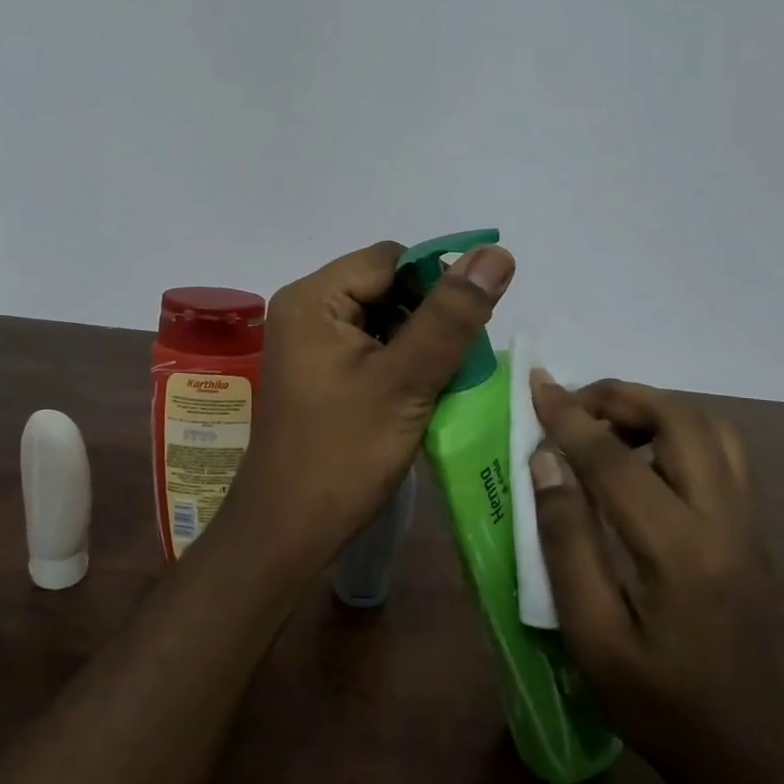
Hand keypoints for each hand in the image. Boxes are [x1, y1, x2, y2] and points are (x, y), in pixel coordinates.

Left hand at [219, 240, 513, 579]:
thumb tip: (495, 253)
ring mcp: (308, 342)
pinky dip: (399, 361)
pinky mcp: (317, 371)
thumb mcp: (406, 380)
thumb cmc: (343, 454)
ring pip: (381, 318)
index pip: (392, 259)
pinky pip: (368, 346)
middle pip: (385, 285)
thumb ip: (451, 316)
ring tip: (439, 381)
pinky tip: (417, 393)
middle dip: (428, 316)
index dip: (437, 284)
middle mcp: (305, 309)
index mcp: (313, 298)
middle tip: (455, 363)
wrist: (288, 530)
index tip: (468, 329)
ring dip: (418, 341)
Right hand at [528, 375, 783, 774]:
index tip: (536, 385)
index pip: (615, 460)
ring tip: (606, 426)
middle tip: (572, 407)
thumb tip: (546, 462)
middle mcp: (725, 521)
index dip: (570, 417)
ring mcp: (749, 522)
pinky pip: (723, 452)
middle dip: (620, 398)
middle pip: (681, 421)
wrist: (748, 750)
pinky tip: (644, 458)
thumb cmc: (656, 702)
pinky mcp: (754, 529)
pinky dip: (679, 431)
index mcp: (678, 551)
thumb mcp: (590, 635)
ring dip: (655, 409)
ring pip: (711, 428)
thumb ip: (566, 541)